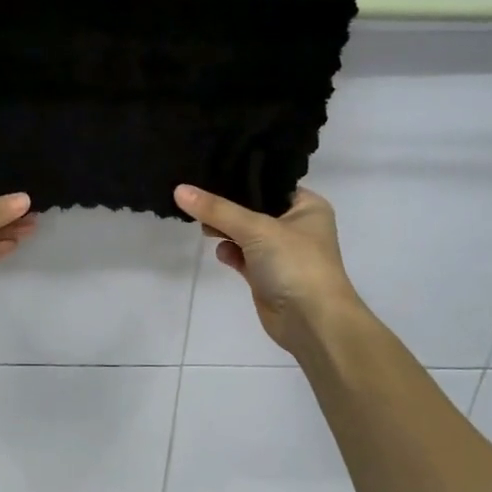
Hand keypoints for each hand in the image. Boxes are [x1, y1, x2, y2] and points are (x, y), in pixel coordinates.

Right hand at [174, 184, 364, 354]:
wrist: (312, 322)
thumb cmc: (295, 264)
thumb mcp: (256, 228)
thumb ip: (216, 210)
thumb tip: (179, 189)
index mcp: (307, 206)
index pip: (269, 183)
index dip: (240, 178)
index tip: (208, 169)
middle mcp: (297, 226)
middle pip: (254, 207)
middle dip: (227, 206)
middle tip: (197, 198)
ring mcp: (282, 253)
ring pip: (246, 233)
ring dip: (226, 230)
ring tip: (202, 224)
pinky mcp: (267, 275)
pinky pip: (243, 256)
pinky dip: (230, 252)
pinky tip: (220, 251)